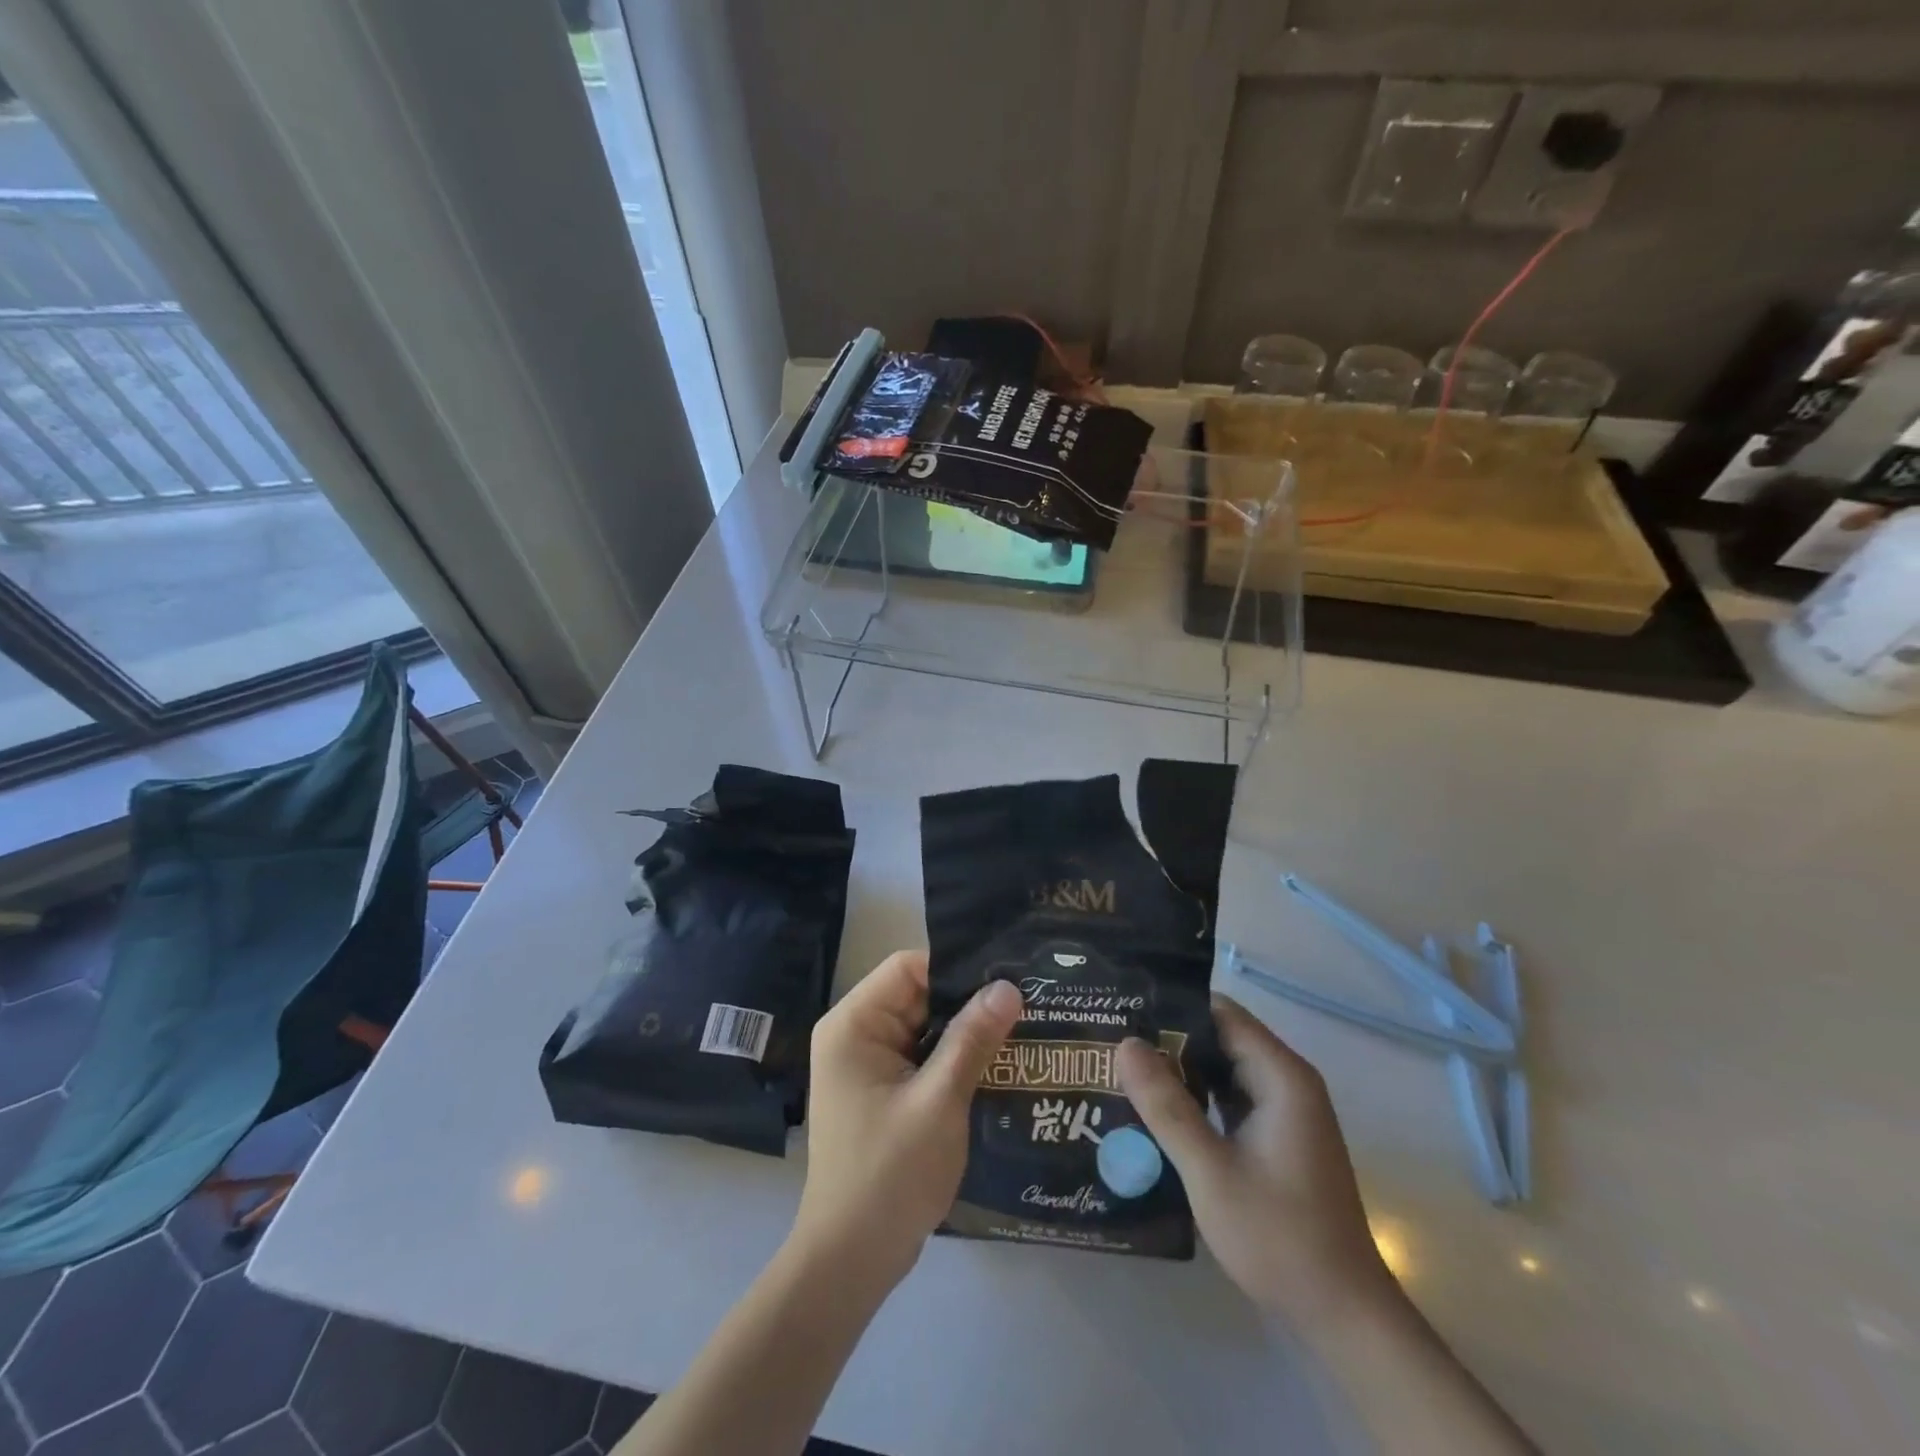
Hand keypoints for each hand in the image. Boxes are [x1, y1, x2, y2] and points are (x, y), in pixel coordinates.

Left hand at [793, 951, 1022, 1288]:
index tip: (1007, 977)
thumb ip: (972, 1040)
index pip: (909, 967)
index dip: (956, 968)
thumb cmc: (889, 1174)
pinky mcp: (884, 1090)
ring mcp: (868, 1064)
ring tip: (1024, 1026)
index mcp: (853, 1024)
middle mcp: (856, 1034)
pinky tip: (999, 1062)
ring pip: (926, 1026)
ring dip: (967, 1031)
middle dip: (968, 1000)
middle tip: (1028, 1000)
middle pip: (919, 995)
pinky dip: (956, 1058)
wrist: (853, 1260)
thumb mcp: (939, 1102)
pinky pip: (924, 1056)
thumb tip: (1008, 986)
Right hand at [1116, 996, 1395, 1322]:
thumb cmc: (1279, 1237)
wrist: (1343, 1317)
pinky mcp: (1276, 1137)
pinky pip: (1229, 1098)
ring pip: (1222, 1069)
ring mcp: (1283, 1111)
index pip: (1221, 1013)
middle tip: (1111, 1038)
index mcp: (1281, 1076)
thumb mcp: (1210, 1171)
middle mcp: (1286, 1082)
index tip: (1124, 1006)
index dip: (1173, 1005)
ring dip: (1179, 1068)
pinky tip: (1154, 1107)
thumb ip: (1166, 1105)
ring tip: (1121, 1066)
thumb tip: (1125, 1043)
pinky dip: (1196, 1097)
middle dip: (1168, 1038)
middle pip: (1220, 1037)